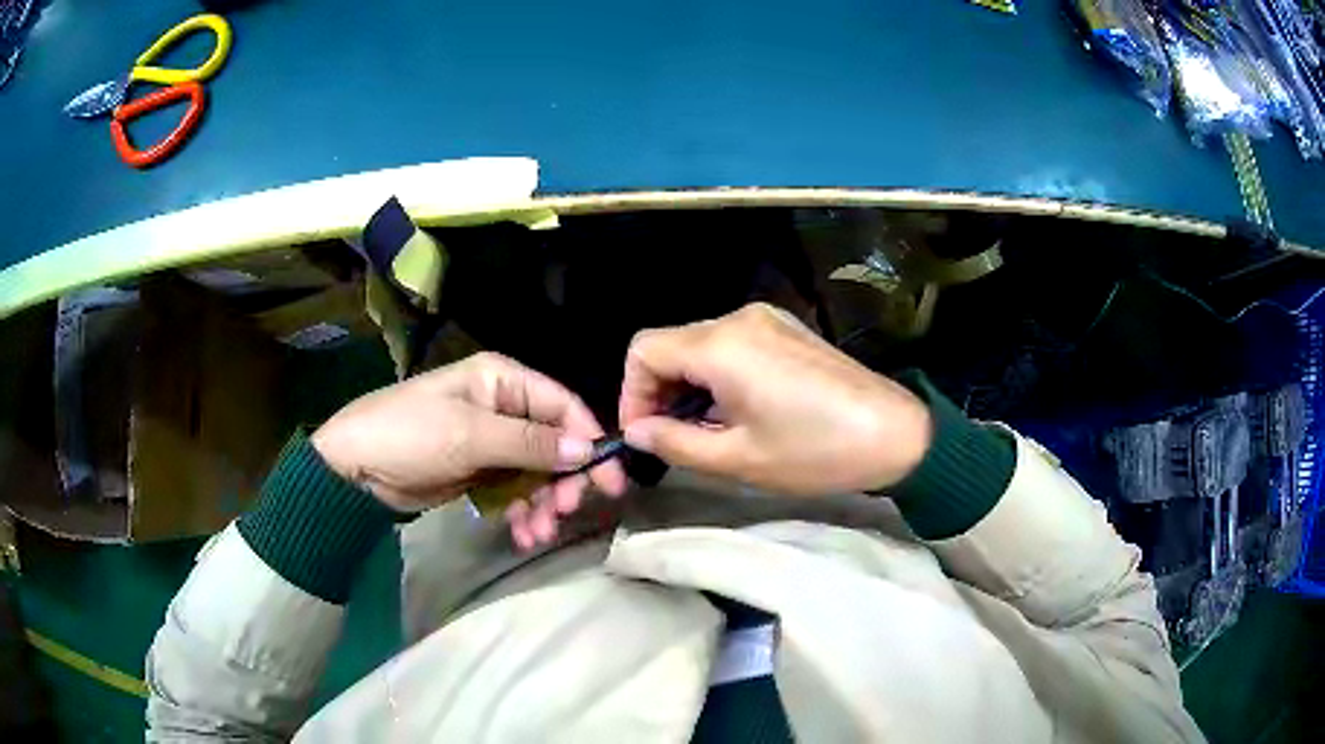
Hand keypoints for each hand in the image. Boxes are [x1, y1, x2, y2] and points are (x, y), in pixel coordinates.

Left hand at [311, 353, 626, 516]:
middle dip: (563, 479)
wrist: (356, 467)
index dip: (588, 438)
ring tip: (538, 533)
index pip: (561, 404)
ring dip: (543, 503)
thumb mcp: (471, 435)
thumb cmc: (411, 434)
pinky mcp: (479, 471)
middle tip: (569, 511)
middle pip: (553, 442)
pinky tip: (522, 535)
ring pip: (536, 471)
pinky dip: (521, 512)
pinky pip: (514, 490)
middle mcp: (502, 406)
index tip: (608, 477)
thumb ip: (530, 442)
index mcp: (502, 380)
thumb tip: (588, 449)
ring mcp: (491, 441)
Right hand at [619, 303, 931, 495]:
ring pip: (700, 344)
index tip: (642, 435)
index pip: (643, 350)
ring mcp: (767, 319)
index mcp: (721, 345)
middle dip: (658, 391)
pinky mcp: (787, 329)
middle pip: (671, 344)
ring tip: (703, 431)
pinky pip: (731, 345)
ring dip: (688, 385)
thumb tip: (636, 431)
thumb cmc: (814, 451)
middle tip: (669, 439)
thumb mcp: (737, 458)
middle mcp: (738, 319)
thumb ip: (674, 442)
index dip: (631, 393)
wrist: (895, 433)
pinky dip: (717, 375)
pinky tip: (736, 411)